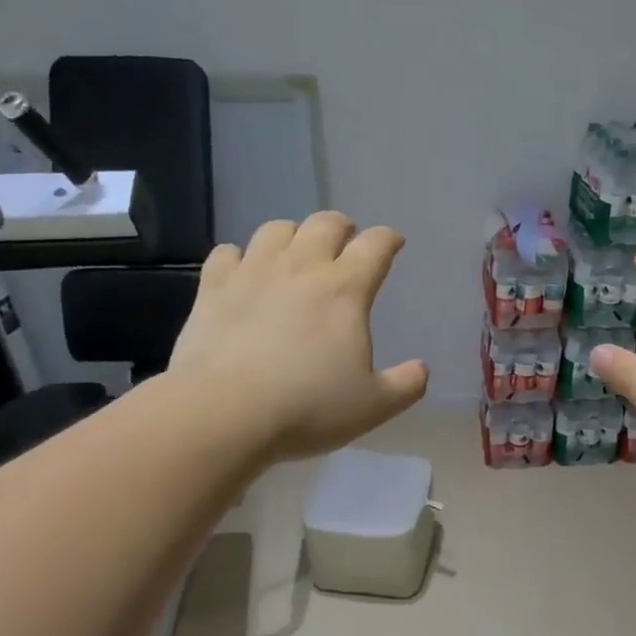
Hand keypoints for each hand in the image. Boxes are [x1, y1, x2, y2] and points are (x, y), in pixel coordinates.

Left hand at [170, 212, 428, 459]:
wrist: (225, 412)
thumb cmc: (308, 407)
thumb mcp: (373, 406)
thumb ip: (406, 385)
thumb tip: (421, 369)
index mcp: (346, 289)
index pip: (376, 245)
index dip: (389, 239)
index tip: (394, 243)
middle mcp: (302, 267)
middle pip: (325, 223)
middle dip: (342, 226)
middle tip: (346, 242)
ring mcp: (253, 273)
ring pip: (276, 229)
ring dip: (292, 235)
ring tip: (296, 253)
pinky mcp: (213, 288)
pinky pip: (227, 253)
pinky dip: (240, 257)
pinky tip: (243, 274)